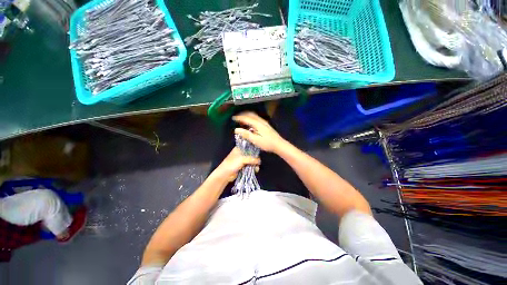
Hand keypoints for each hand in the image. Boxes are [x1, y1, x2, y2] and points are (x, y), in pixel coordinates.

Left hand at [213, 147, 260, 182]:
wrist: (225, 175)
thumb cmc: (232, 164)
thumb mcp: (242, 159)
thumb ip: (252, 159)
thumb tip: (259, 161)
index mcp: (239, 148)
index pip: (248, 145)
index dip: (254, 148)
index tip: (260, 150)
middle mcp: (241, 153)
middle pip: (251, 153)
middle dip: (255, 158)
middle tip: (259, 162)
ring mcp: (242, 160)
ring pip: (251, 160)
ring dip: (254, 164)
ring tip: (256, 168)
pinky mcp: (243, 166)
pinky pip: (250, 165)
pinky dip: (253, 167)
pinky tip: (255, 170)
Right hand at [233, 112, 286, 152]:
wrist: (279, 144)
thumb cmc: (267, 143)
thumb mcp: (255, 140)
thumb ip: (246, 134)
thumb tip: (236, 129)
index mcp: (257, 124)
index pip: (246, 118)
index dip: (239, 117)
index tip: (233, 118)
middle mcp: (261, 121)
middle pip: (250, 114)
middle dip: (243, 114)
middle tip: (236, 117)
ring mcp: (264, 122)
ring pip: (254, 115)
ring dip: (247, 116)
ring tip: (242, 119)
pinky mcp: (266, 124)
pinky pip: (256, 118)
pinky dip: (251, 118)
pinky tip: (250, 123)